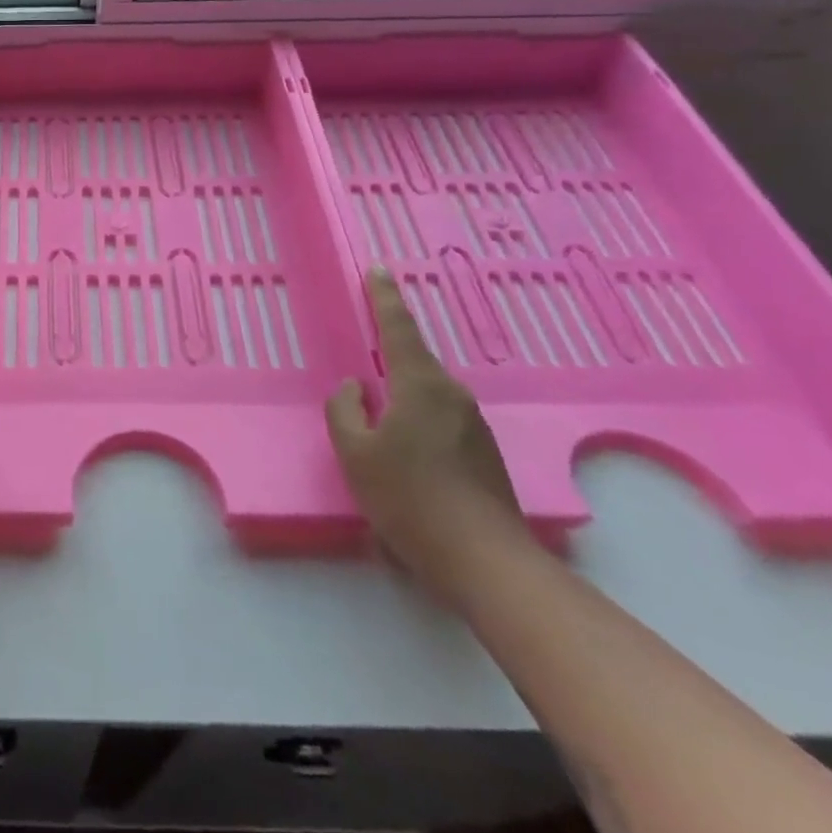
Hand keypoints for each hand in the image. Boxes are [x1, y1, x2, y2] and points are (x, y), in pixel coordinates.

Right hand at [328, 270, 529, 605]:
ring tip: (379, 401)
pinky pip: (439, 416)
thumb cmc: (410, 499)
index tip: (378, 269)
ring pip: (427, 390)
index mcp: (420, 385)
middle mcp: (452, 394)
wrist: (486, 563)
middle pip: (415, 358)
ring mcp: (473, 424)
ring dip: (403, 387)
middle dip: (390, 346)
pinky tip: (404, 444)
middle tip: (367, 339)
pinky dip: (417, 414)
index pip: (398, 327)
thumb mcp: (355, 454)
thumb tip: (354, 389)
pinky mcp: (483, 453)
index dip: (384, 296)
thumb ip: (345, 410)